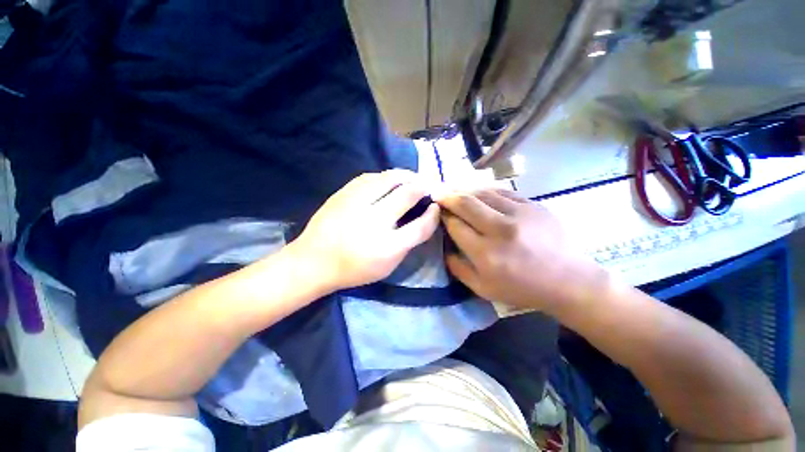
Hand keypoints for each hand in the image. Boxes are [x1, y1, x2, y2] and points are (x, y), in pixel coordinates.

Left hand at [291, 170, 439, 291]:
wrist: (313, 261)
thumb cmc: (353, 269)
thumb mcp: (387, 266)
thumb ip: (407, 243)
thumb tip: (422, 218)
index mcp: (387, 247)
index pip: (421, 225)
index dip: (433, 214)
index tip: (436, 207)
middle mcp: (374, 221)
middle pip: (408, 194)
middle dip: (423, 187)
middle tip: (427, 187)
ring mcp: (357, 203)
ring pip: (390, 177)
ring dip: (407, 176)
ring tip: (413, 179)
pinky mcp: (344, 193)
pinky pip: (371, 176)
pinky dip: (386, 177)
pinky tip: (390, 181)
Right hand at [437, 189, 603, 311]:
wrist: (568, 280)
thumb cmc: (522, 288)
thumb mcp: (483, 288)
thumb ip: (458, 268)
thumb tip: (444, 247)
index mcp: (486, 254)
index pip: (455, 225)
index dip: (443, 216)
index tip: (438, 212)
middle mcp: (500, 229)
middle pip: (466, 203)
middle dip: (448, 197)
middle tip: (439, 193)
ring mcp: (519, 214)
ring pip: (483, 193)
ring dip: (465, 191)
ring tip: (456, 191)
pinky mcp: (533, 205)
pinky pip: (502, 192)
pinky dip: (486, 191)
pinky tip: (479, 193)